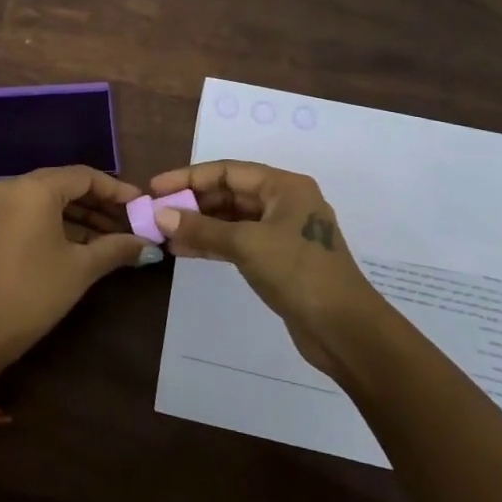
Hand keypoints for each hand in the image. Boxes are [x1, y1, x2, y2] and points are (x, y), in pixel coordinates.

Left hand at [0, 166, 151, 380]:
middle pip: (65, 184)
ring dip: (80, 216)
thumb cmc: (33, 293)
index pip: (84, 176)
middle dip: (99, 204)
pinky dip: (57, 223)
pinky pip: (31, 212)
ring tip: (113, 238)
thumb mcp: (80, 269)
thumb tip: (147, 244)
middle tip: (130, 223)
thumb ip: (116, 248)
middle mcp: (12, 186)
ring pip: (48, 199)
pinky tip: (84, 244)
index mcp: (34, 188)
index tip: (141, 205)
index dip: (116, 190)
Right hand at [146, 160, 381, 376]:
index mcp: (284, 186)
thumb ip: (202, 229)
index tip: (156, 188)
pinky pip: (238, 241)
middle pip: (229, 193)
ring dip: (199, 224)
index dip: (189, 177)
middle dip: (192, 202)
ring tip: (164, 233)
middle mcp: (284, 202)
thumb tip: (160, 215)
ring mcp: (282, 232)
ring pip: (232, 219)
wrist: (345, 330)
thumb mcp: (247, 245)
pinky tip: (185, 250)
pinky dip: (213, 243)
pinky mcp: (278, 259)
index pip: (228, 171)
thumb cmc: (299, 273)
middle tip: (156, 213)